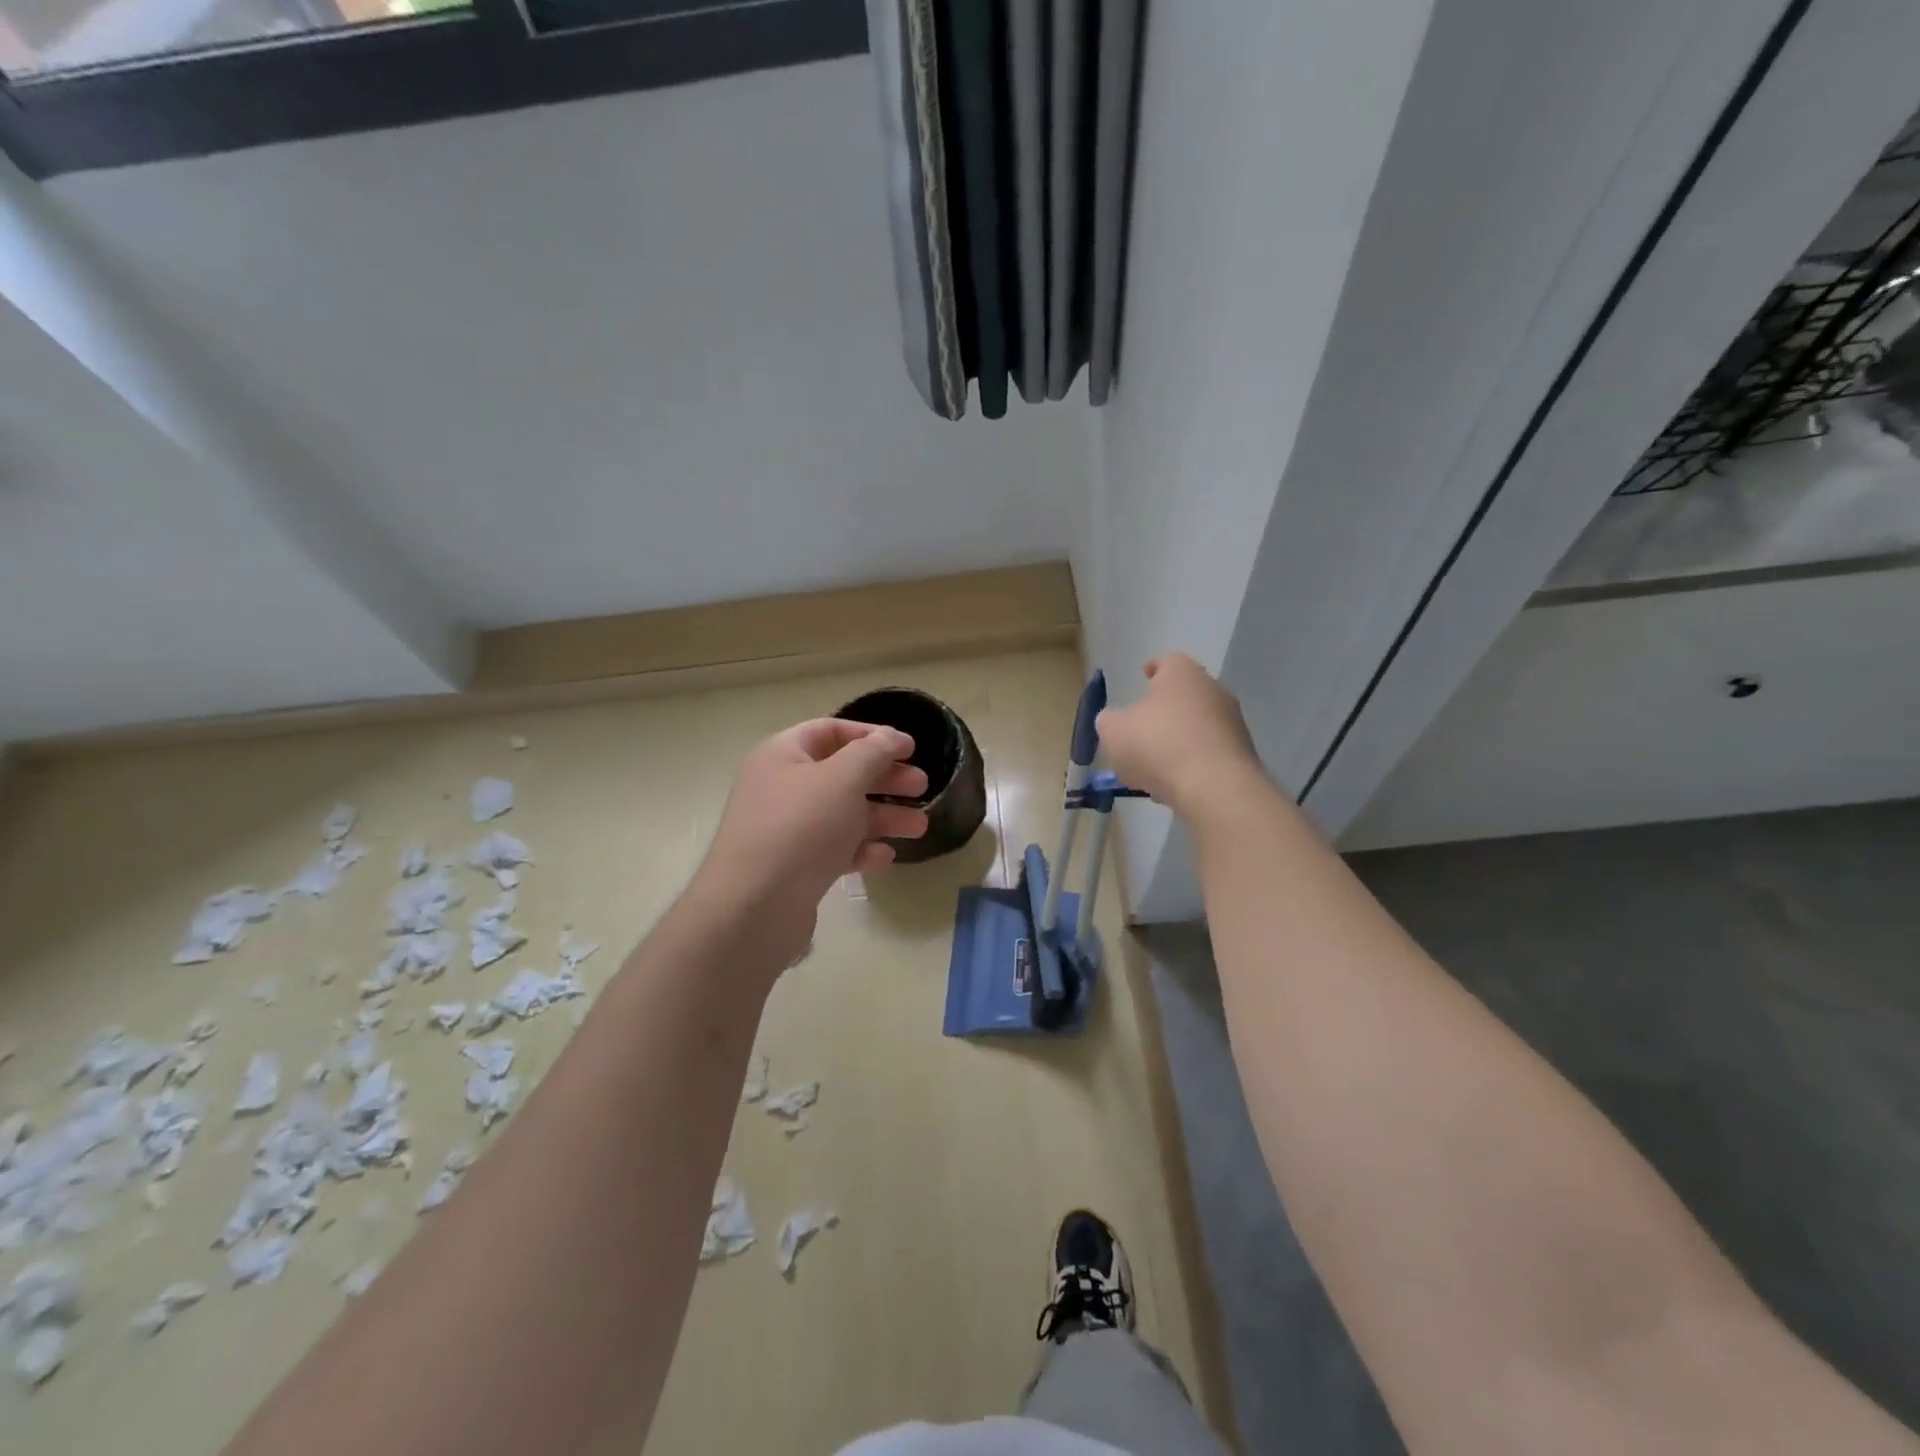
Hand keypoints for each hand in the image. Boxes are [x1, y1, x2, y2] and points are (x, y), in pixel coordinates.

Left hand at [687, 719, 927, 964]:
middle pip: (842, 773)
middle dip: (885, 779)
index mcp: (783, 755)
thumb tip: (891, 737)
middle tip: (922, 786)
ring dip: (883, 817)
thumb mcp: (843, 779)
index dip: (872, 734)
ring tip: (920, 827)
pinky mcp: (794, 867)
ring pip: (843, 814)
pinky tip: (885, 857)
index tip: (910, 747)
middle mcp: (781, 787)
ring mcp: (787, 829)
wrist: (754, 907)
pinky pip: (834, 849)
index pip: (830, 731)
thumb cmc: (801, 827)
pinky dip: (861, 849)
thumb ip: (873, 753)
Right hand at [1096, 655, 1263, 814]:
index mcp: (1182, 674)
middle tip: (1141, 728)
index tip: (1144, 676)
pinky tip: (1173, 785)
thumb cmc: (1157, 745)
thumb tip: (1115, 722)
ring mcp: (1233, 723)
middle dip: (1163, 711)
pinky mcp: (1242, 755)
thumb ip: (1110, 721)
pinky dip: (1191, 763)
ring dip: (1176, 741)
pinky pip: (1208, 754)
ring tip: (1153, 767)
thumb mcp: (1113, 731)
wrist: (1215, 787)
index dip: (1153, 668)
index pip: (1168, 661)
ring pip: (1197, 726)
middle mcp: (1213, 690)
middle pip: (1184, 695)